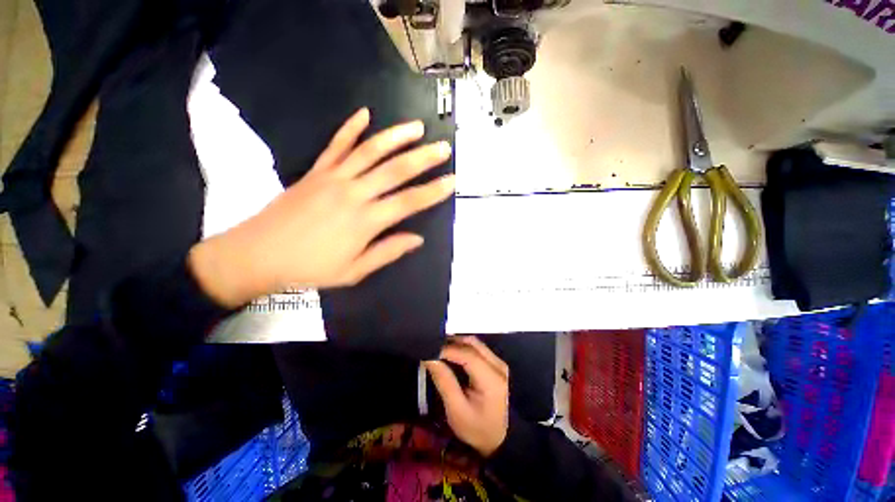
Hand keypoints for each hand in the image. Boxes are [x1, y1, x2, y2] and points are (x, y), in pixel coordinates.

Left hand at [189, 108, 453, 306]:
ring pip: (370, 151)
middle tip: (443, 148)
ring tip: (416, 127)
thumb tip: (417, 239)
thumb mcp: (354, 271)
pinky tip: (365, 114)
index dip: (433, 192)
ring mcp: (333, 178)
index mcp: (365, 221)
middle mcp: (354, 194)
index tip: (452, 181)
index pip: (408, 202)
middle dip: (423, 158)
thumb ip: (388, 252)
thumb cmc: (310, 268)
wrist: (258, 254)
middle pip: (395, 171)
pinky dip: (350, 128)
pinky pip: (336, 145)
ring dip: (395, 137)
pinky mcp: (316, 171)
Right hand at [425, 336, 509, 456]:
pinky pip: (478, 349)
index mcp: (491, 379)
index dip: (447, 349)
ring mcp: (499, 363)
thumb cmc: (477, 428)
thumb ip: (444, 381)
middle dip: (451, 342)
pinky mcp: (496, 364)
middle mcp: (498, 365)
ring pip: (475, 343)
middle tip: (433, 347)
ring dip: (457, 343)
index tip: (429, 349)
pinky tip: (452, 355)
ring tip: (440, 350)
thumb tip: (430, 358)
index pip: (467, 355)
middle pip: (472, 343)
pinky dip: (463, 348)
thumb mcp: (457, 410)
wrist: (502, 439)